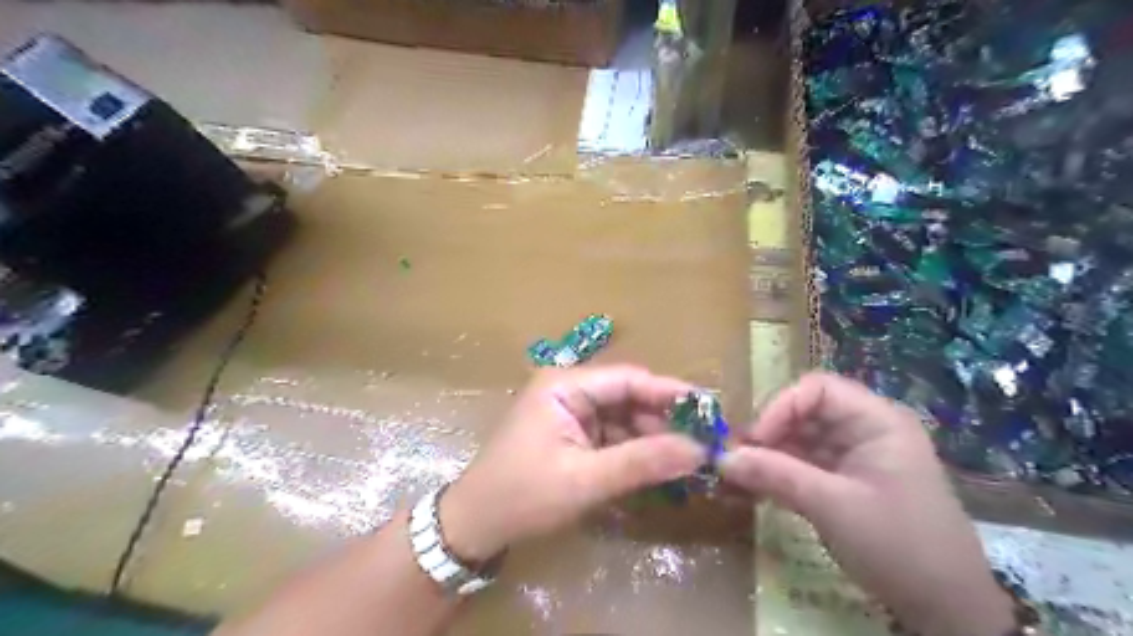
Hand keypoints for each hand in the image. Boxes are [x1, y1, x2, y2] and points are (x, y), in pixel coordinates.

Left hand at [438, 367, 706, 560]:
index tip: (710, 409)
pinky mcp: (572, 436)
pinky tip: (660, 468)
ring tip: (691, 459)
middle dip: (664, 421)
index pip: (629, 379)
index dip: (670, 393)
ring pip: (624, 419)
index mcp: (565, 385)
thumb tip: (698, 450)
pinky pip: (612, 437)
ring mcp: (570, 413)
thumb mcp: (585, 480)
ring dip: (653, 439)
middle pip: (628, 398)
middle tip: (706, 443)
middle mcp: (569, 390)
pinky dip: (635, 452)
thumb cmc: (523, 495)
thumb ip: (642, 462)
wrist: (474, 525)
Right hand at [720, 373, 1013, 635]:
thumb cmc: (899, 546)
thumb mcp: (832, 506)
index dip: (780, 407)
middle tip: (736, 461)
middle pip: (803, 413)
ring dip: (766, 457)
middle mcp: (864, 430)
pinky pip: (802, 466)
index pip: (817, 390)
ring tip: (735, 478)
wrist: (946, 610)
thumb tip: (721, 458)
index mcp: (876, 421)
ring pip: (798, 440)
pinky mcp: (843, 482)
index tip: (754, 440)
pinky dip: (777, 475)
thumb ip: (775, 476)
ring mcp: (853, 457)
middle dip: (768, 434)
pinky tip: (751, 490)